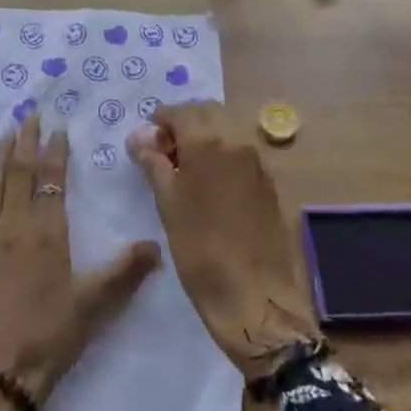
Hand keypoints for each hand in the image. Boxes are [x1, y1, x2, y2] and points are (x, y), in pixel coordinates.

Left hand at [0, 113, 160, 410]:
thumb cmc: (45, 341)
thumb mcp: (92, 307)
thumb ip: (124, 272)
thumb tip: (157, 244)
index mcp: (47, 234)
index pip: (52, 181)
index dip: (55, 152)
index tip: (58, 128)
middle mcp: (12, 227)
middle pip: (18, 173)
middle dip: (24, 141)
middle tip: (29, 115)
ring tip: (2, 136)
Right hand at [127, 102, 320, 382]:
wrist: (256, 299)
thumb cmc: (202, 252)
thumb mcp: (168, 206)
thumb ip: (154, 163)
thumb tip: (140, 136)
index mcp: (209, 142)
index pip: (180, 111)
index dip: (160, 121)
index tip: (146, 141)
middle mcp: (237, 141)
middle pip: (207, 113)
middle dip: (184, 124)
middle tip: (164, 153)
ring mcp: (258, 160)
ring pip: (227, 130)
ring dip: (205, 138)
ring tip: (185, 170)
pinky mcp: (270, 182)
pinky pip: (241, 152)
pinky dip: (223, 154)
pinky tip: (211, 184)